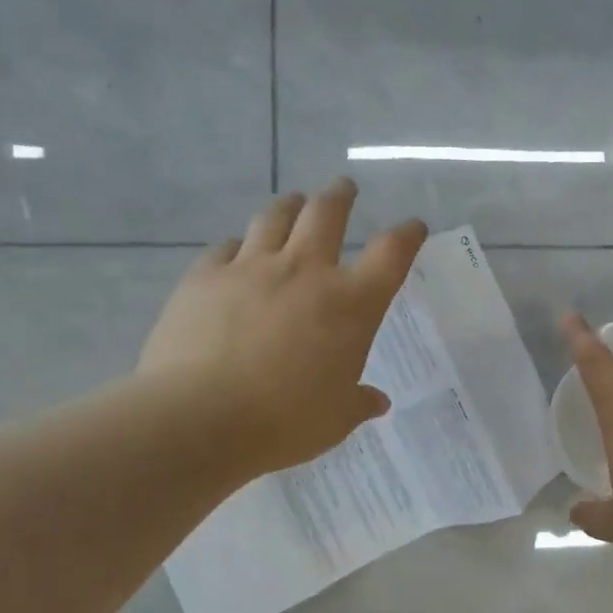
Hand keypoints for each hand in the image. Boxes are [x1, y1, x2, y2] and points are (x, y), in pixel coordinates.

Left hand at [140, 180, 426, 479]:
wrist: (199, 419)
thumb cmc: (283, 423)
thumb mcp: (335, 420)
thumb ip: (359, 403)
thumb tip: (377, 401)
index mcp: (350, 305)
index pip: (391, 255)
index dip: (407, 236)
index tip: (413, 227)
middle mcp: (304, 272)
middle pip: (328, 213)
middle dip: (340, 196)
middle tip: (344, 188)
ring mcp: (251, 268)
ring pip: (275, 217)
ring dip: (290, 206)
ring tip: (294, 203)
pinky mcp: (205, 276)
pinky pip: (226, 248)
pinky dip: (238, 246)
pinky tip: (236, 252)